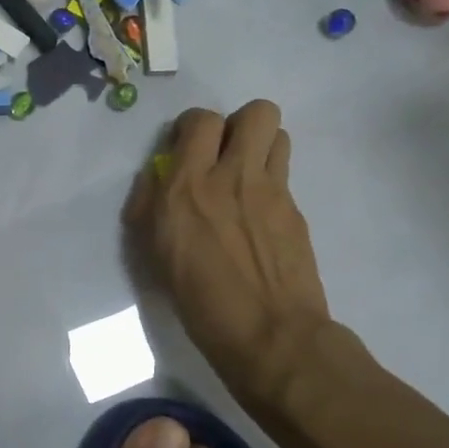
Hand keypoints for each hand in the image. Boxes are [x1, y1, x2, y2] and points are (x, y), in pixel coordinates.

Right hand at [125, 102, 330, 406]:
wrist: (268, 335)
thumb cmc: (198, 301)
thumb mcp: (154, 252)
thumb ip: (152, 205)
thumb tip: (159, 178)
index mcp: (187, 186)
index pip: (199, 120)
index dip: (192, 128)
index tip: (185, 150)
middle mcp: (232, 176)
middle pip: (256, 112)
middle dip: (238, 124)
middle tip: (223, 154)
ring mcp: (272, 191)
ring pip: (278, 133)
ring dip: (260, 146)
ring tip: (245, 176)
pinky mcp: (296, 210)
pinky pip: (284, 173)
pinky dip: (270, 182)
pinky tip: (259, 216)